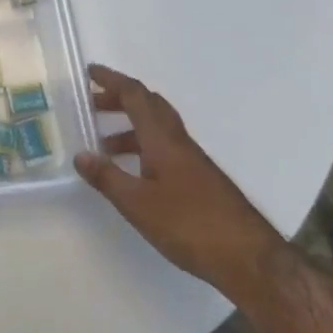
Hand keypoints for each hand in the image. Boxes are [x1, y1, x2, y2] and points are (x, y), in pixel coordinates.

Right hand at [73, 64, 286, 306]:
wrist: (251, 260)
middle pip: (150, 106)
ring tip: (105, 146)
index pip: (136, 97)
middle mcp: (180, 143)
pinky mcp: (201, 181)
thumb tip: (81, 155)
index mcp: (163, 140)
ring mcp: (194, 162)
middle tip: (93, 104)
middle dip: (120, 99)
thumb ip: (107, 177)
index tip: (90, 72)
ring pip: (159, 129)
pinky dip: (144, 147)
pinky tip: (135, 173)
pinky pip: (166, 149)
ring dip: (130, 126)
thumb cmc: (190, 225)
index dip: (112, 80)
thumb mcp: (138, 204)